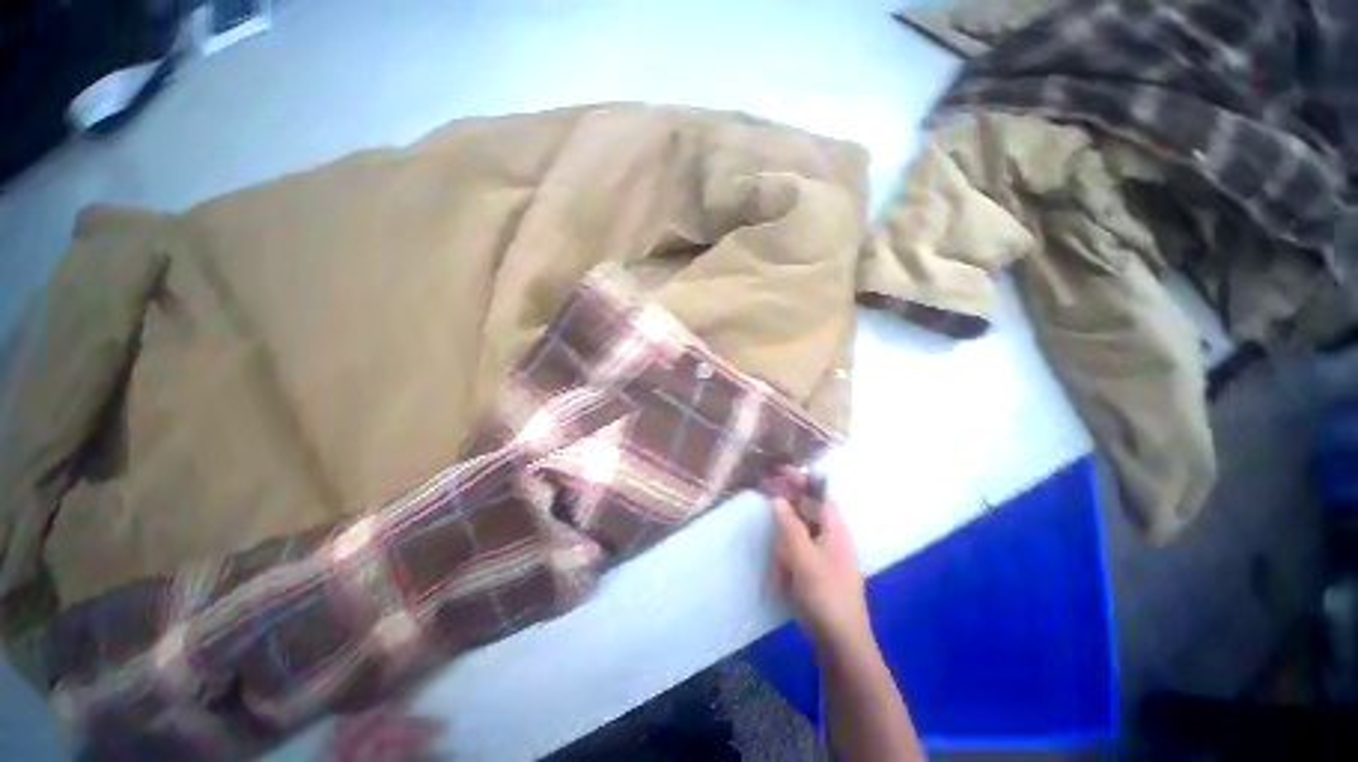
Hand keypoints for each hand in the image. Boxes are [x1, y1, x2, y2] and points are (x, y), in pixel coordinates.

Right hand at [764, 467, 870, 651]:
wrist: (840, 644)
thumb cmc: (825, 596)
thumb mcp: (803, 558)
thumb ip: (789, 526)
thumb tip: (777, 500)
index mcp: (835, 529)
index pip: (817, 493)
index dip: (799, 480)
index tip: (776, 470)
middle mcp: (832, 536)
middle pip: (808, 509)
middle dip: (788, 501)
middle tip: (766, 492)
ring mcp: (825, 554)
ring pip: (801, 530)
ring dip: (786, 530)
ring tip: (776, 541)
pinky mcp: (818, 570)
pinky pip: (799, 550)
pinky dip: (788, 550)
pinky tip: (780, 564)